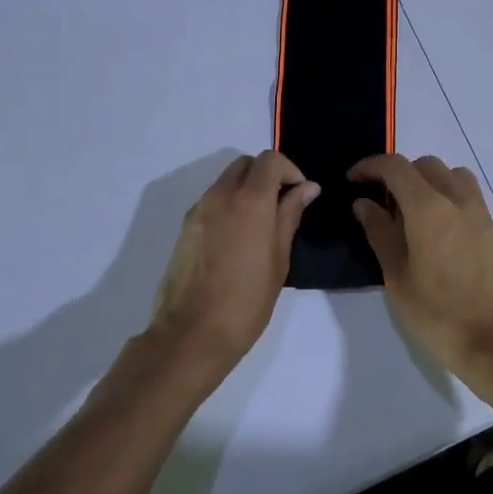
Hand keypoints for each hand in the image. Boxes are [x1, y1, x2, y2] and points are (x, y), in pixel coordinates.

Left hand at [149, 152, 318, 378]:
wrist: (192, 334)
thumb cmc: (247, 300)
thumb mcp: (279, 258)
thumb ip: (291, 215)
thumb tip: (307, 188)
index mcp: (250, 200)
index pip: (270, 160)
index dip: (290, 170)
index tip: (300, 195)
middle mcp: (221, 195)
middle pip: (246, 164)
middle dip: (267, 175)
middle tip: (282, 206)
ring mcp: (199, 210)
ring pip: (227, 181)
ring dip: (247, 190)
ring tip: (260, 226)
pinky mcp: (185, 227)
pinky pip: (212, 201)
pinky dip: (229, 205)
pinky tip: (237, 240)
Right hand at [348, 154, 492, 402]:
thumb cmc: (438, 314)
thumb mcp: (398, 277)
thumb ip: (380, 233)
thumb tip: (364, 203)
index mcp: (429, 208)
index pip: (395, 167)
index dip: (370, 166)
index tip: (353, 179)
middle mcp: (457, 199)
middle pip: (424, 165)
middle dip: (398, 174)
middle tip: (380, 202)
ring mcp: (480, 212)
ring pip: (450, 174)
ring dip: (427, 181)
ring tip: (411, 212)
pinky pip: (467, 194)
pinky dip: (447, 195)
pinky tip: (436, 229)